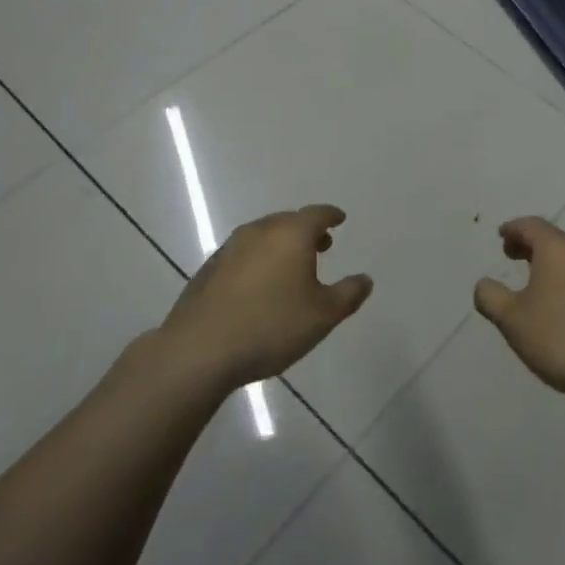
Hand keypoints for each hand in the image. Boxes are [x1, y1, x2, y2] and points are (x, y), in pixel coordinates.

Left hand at [158, 204, 372, 389]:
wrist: (200, 349)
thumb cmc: (271, 326)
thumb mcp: (323, 315)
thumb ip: (348, 294)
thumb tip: (365, 279)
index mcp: (291, 234)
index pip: (317, 214)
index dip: (331, 215)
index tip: (339, 219)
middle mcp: (260, 231)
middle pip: (288, 221)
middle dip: (307, 230)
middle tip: (321, 245)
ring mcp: (230, 248)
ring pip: (263, 236)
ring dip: (280, 245)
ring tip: (291, 266)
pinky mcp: (209, 269)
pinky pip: (243, 254)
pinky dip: (258, 260)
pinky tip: (258, 285)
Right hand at [474, 217, 564, 406]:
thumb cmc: (561, 337)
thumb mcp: (513, 320)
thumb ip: (491, 297)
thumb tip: (484, 284)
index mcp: (558, 248)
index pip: (531, 226)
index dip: (513, 229)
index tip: (501, 236)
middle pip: (553, 238)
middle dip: (530, 245)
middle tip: (512, 255)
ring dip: (550, 262)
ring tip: (534, 280)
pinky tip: (561, 301)